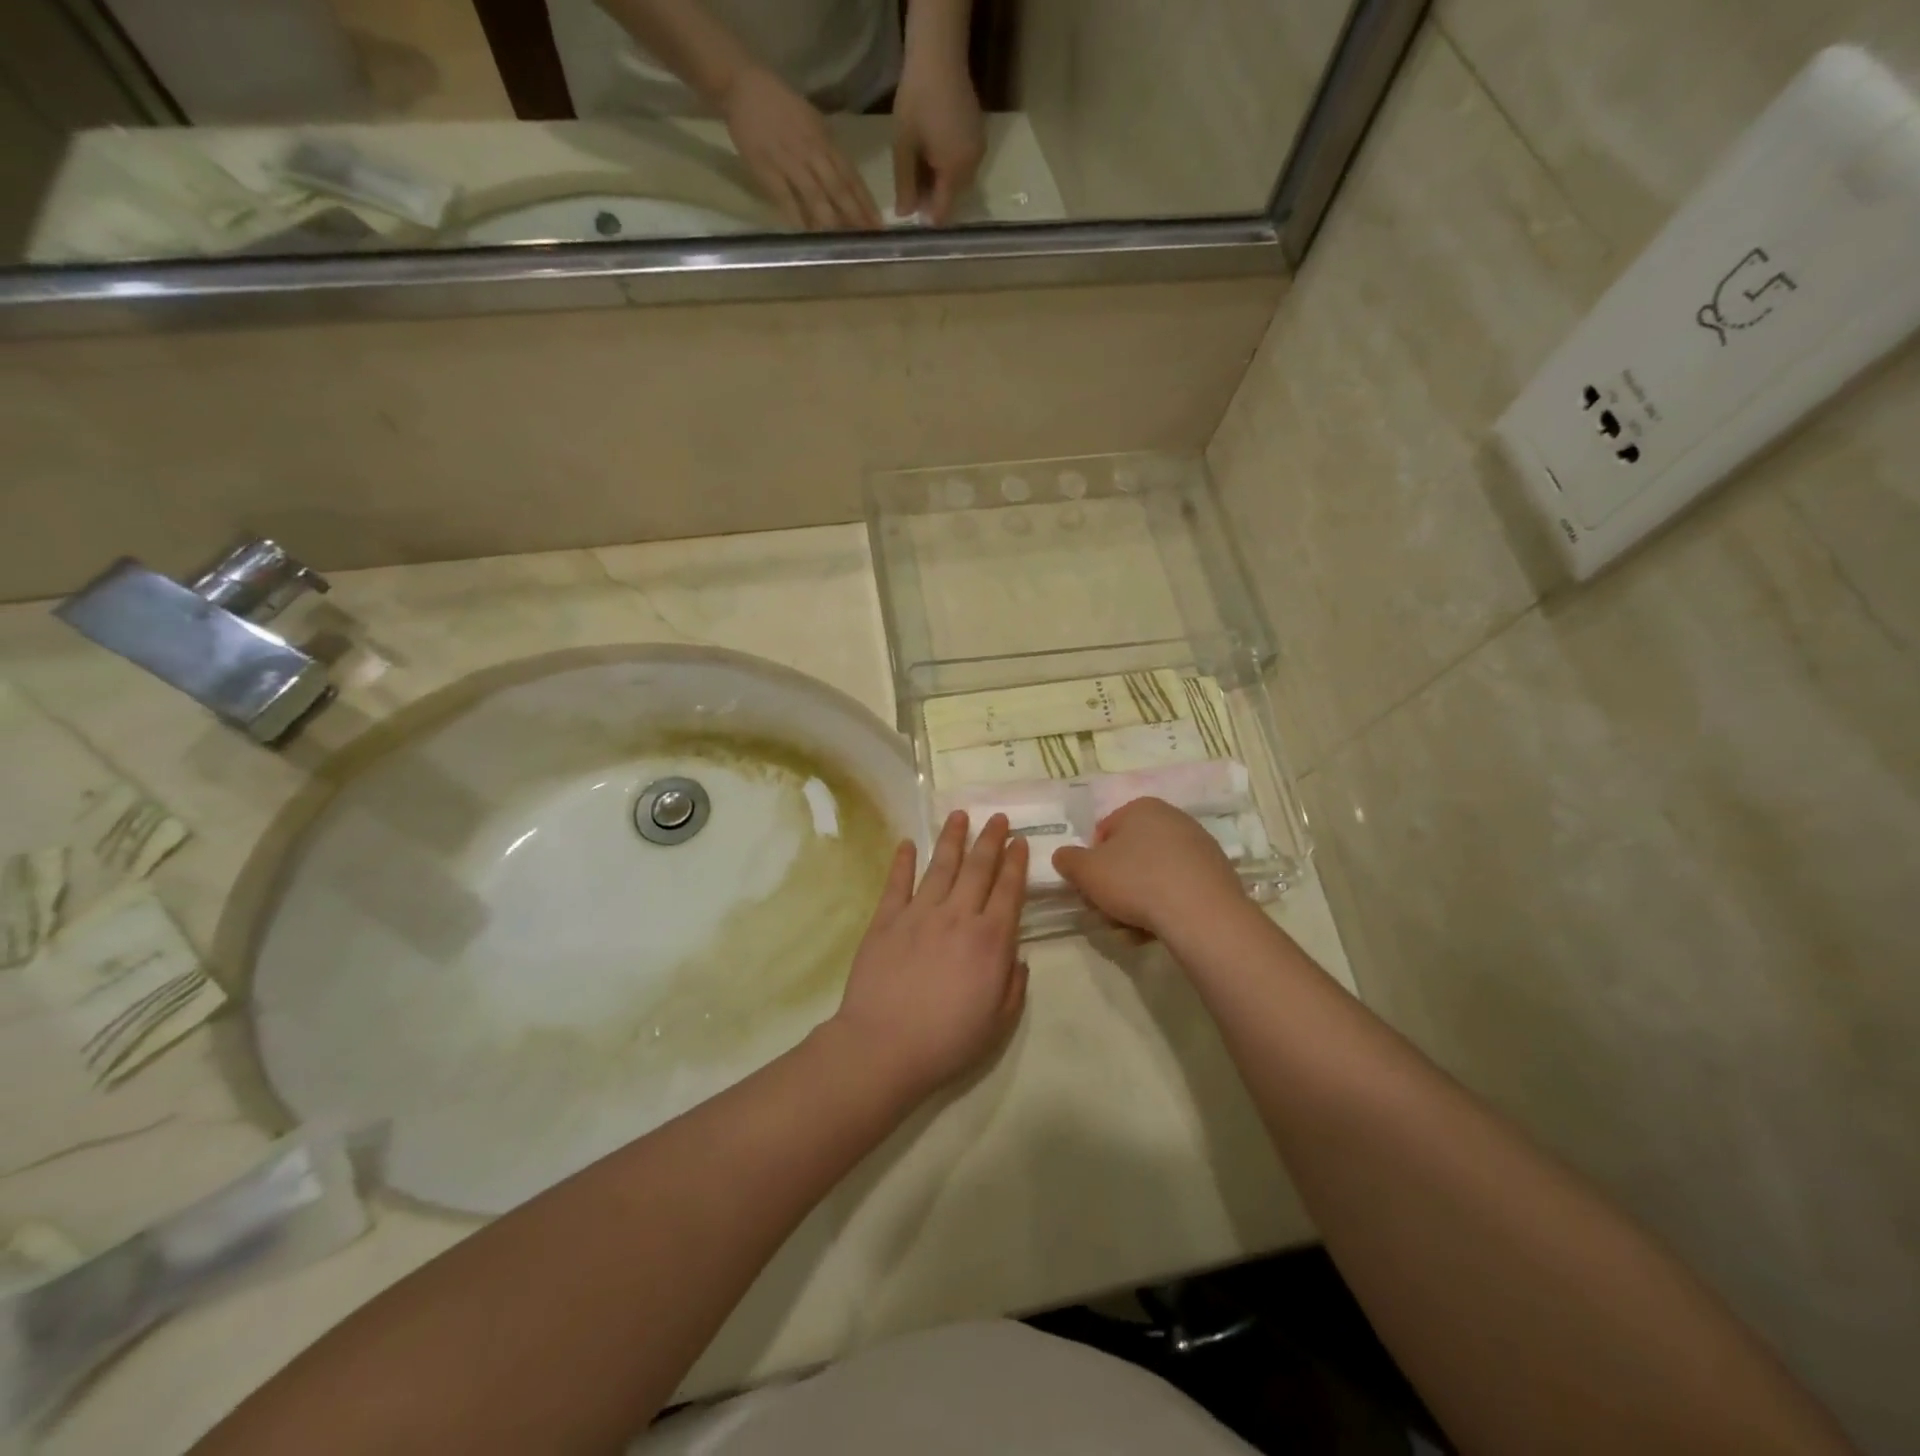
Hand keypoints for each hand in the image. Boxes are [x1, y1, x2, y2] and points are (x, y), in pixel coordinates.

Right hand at [720, 65, 880, 230]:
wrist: (742, 85)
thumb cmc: (781, 106)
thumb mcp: (813, 122)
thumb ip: (829, 152)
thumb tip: (846, 183)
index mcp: (824, 140)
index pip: (851, 176)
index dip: (865, 202)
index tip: (878, 226)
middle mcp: (812, 152)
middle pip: (838, 189)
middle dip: (855, 216)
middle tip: (869, 240)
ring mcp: (789, 161)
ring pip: (816, 196)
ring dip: (832, 221)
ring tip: (845, 244)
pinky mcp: (767, 169)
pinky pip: (785, 198)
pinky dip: (797, 217)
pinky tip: (808, 236)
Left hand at [830, 811, 1028, 1102]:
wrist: (884, 1046)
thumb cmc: (947, 1040)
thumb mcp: (999, 1022)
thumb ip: (1014, 984)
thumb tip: (1016, 955)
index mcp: (990, 940)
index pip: (1009, 890)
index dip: (1016, 863)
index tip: (1019, 841)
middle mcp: (958, 916)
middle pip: (978, 868)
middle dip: (990, 839)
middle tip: (997, 817)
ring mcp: (919, 914)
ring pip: (940, 865)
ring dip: (952, 838)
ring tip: (959, 815)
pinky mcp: (886, 920)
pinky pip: (897, 882)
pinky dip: (902, 860)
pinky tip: (907, 843)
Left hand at [892, 53, 984, 222]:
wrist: (939, 54)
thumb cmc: (917, 99)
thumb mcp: (904, 146)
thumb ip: (905, 184)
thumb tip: (904, 215)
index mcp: (955, 172)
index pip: (943, 212)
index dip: (926, 218)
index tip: (910, 212)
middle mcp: (973, 167)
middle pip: (952, 199)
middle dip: (932, 199)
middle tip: (910, 187)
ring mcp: (979, 151)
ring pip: (958, 183)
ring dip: (940, 183)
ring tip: (920, 167)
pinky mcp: (979, 137)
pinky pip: (963, 164)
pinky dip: (948, 167)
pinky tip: (933, 153)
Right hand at [1052, 798, 1248, 940]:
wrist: (1201, 913)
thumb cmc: (1136, 882)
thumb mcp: (1086, 871)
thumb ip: (1068, 859)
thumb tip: (1064, 856)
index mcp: (1141, 808)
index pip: (1103, 832)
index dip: (1092, 862)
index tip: (1093, 887)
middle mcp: (1173, 818)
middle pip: (1131, 854)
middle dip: (1117, 882)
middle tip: (1110, 909)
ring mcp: (1199, 845)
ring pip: (1155, 873)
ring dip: (1140, 898)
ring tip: (1134, 927)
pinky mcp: (1218, 873)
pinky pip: (1180, 887)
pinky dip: (1167, 904)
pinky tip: (1160, 928)